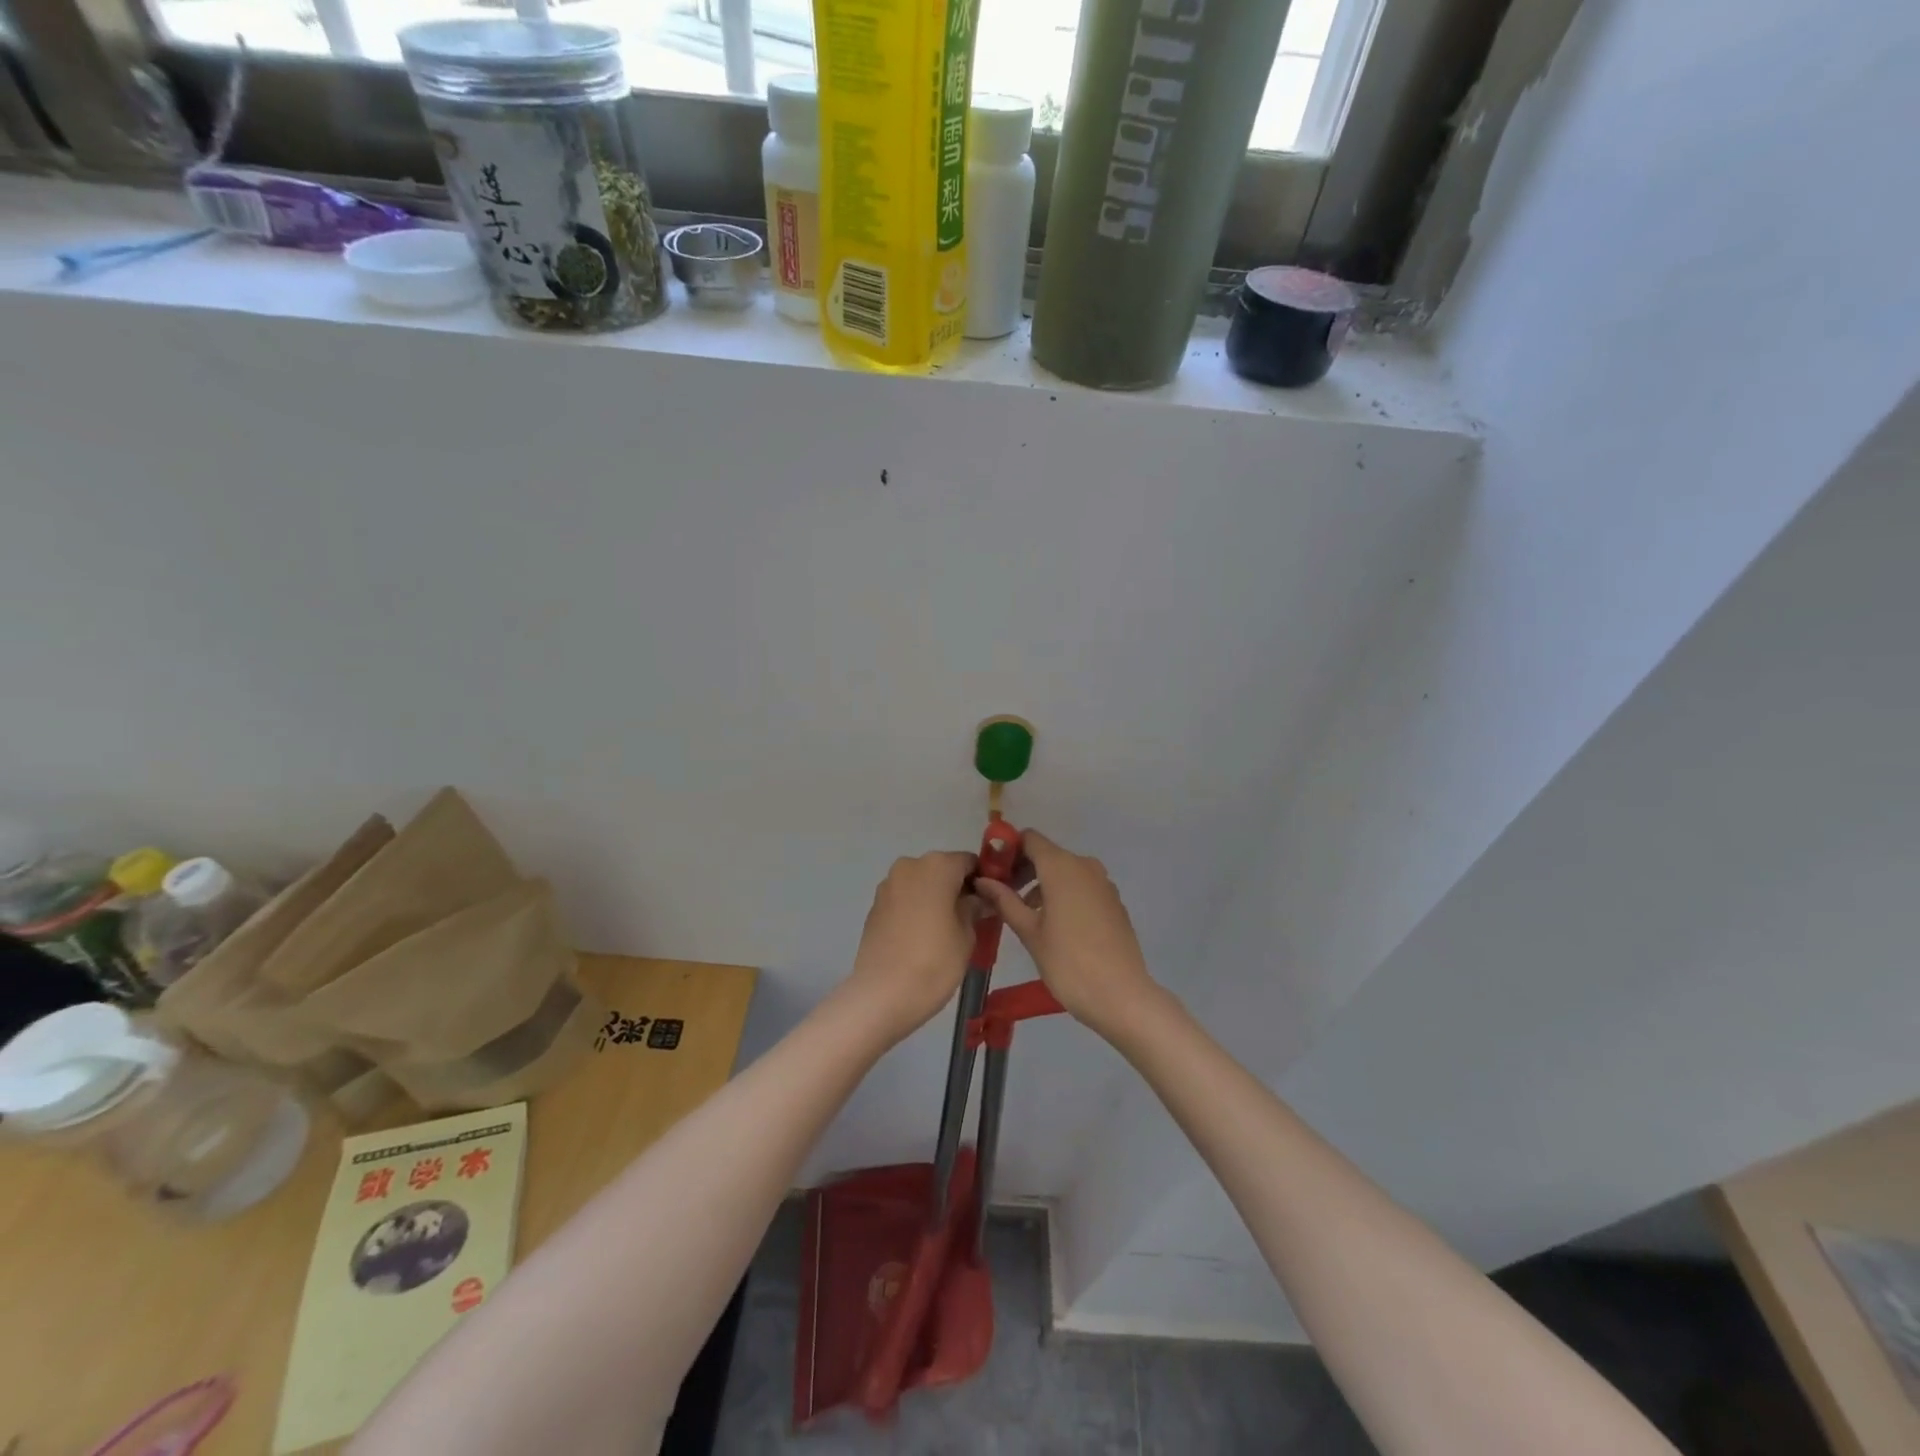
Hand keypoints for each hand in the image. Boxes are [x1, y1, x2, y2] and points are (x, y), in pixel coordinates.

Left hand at [843, 851, 979, 1040]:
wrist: (882, 994)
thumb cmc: (934, 961)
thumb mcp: (967, 935)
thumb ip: (974, 908)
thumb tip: (979, 898)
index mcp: (937, 865)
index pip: (969, 862)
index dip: (982, 880)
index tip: (991, 902)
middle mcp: (910, 865)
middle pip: (942, 870)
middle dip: (957, 888)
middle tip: (971, 918)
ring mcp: (888, 885)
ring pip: (922, 884)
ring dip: (936, 898)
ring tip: (946, 931)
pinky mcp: (875, 906)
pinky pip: (904, 899)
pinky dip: (916, 909)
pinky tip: (922, 937)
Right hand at [974, 831, 1160, 1038]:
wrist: (1121, 996)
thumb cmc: (1068, 963)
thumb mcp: (1030, 932)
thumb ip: (1005, 901)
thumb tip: (982, 880)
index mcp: (1061, 866)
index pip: (1030, 839)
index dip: (1009, 850)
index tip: (994, 873)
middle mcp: (1084, 865)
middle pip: (1048, 854)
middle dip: (1024, 870)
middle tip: (1004, 897)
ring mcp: (1103, 883)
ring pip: (1065, 871)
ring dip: (1043, 884)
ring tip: (1026, 915)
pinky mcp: (1114, 901)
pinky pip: (1082, 886)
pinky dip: (1064, 894)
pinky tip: (1056, 925)